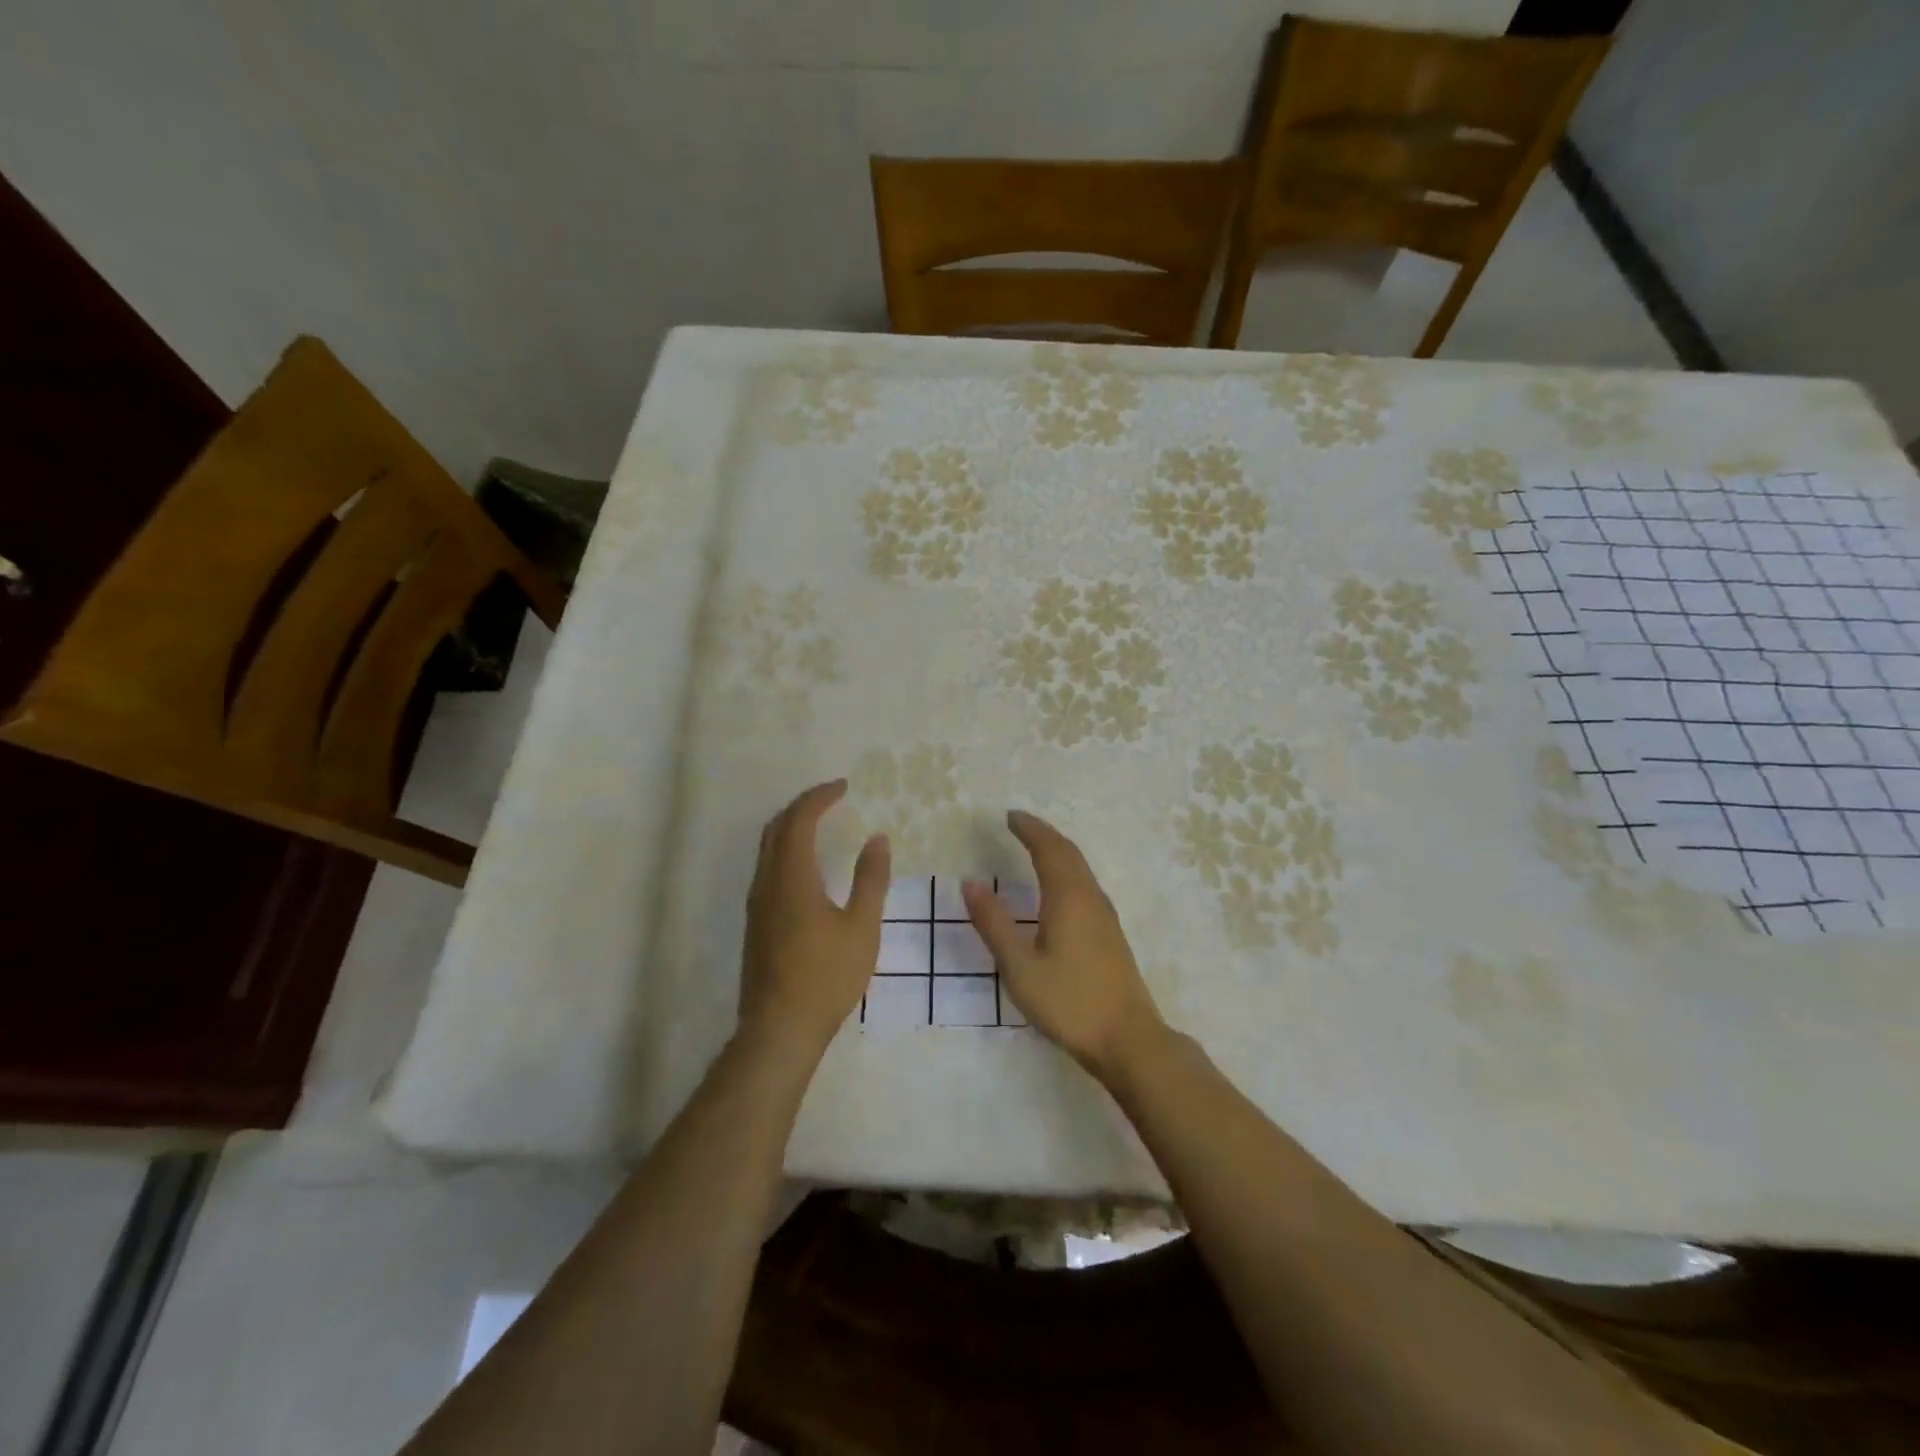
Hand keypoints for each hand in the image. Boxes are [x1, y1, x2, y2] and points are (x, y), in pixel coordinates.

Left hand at [738, 780, 889, 1062]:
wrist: (779, 1028)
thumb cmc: (826, 976)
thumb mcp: (861, 926)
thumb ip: (871, 879)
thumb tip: (877, 839)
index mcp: (792, 877)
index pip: (799, 820)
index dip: (820, 797)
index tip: (844, 786)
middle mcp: (767, 882)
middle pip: (776, 828)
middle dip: (802, 806)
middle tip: (831, 798)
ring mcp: (757, 903)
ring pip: (767, 848)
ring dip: (790, 827)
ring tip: (819, 823)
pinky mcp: (755, 922)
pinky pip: (766, 867)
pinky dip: (785, 849)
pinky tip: (805, 865)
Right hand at [963, 811, 1167, 1081]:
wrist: (1128, 1039)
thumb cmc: (1069, 1002)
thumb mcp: (1020, 966)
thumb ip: (994, 923)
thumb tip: (971, 883)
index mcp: (1068, 898)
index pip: (1049, 849)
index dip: (1030, 829)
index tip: (1010, 816)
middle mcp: (1090, 898)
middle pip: (1068, 853)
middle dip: (1044, 834)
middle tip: (1020, 823)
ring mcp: (1105, 916)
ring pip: (1081, 868)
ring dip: (1058, 850)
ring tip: (1036, 846)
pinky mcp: (1110, 934)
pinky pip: (1086, 884)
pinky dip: (1067, 869)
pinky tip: (1060, 887)